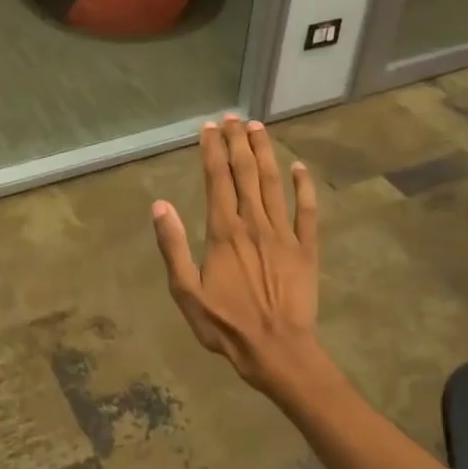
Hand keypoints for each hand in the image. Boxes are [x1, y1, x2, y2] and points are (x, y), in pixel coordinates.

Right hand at [152, 115, 321, 394]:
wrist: (277, 351)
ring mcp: (284, 234)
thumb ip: (173, 246)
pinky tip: (300, 167)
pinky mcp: (306, 249)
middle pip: (245, 173)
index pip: (216, 180)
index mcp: (223, 232)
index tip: (208, 128)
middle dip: (237, 142)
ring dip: (265, 153)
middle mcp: (254, 223)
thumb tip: (160, 205)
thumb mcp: (186, 291)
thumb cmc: (225, 324)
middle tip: (232, 117)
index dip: (212, 151)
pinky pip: (307, 211)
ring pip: (273, 183)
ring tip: (258, 127)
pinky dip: (304, 187)